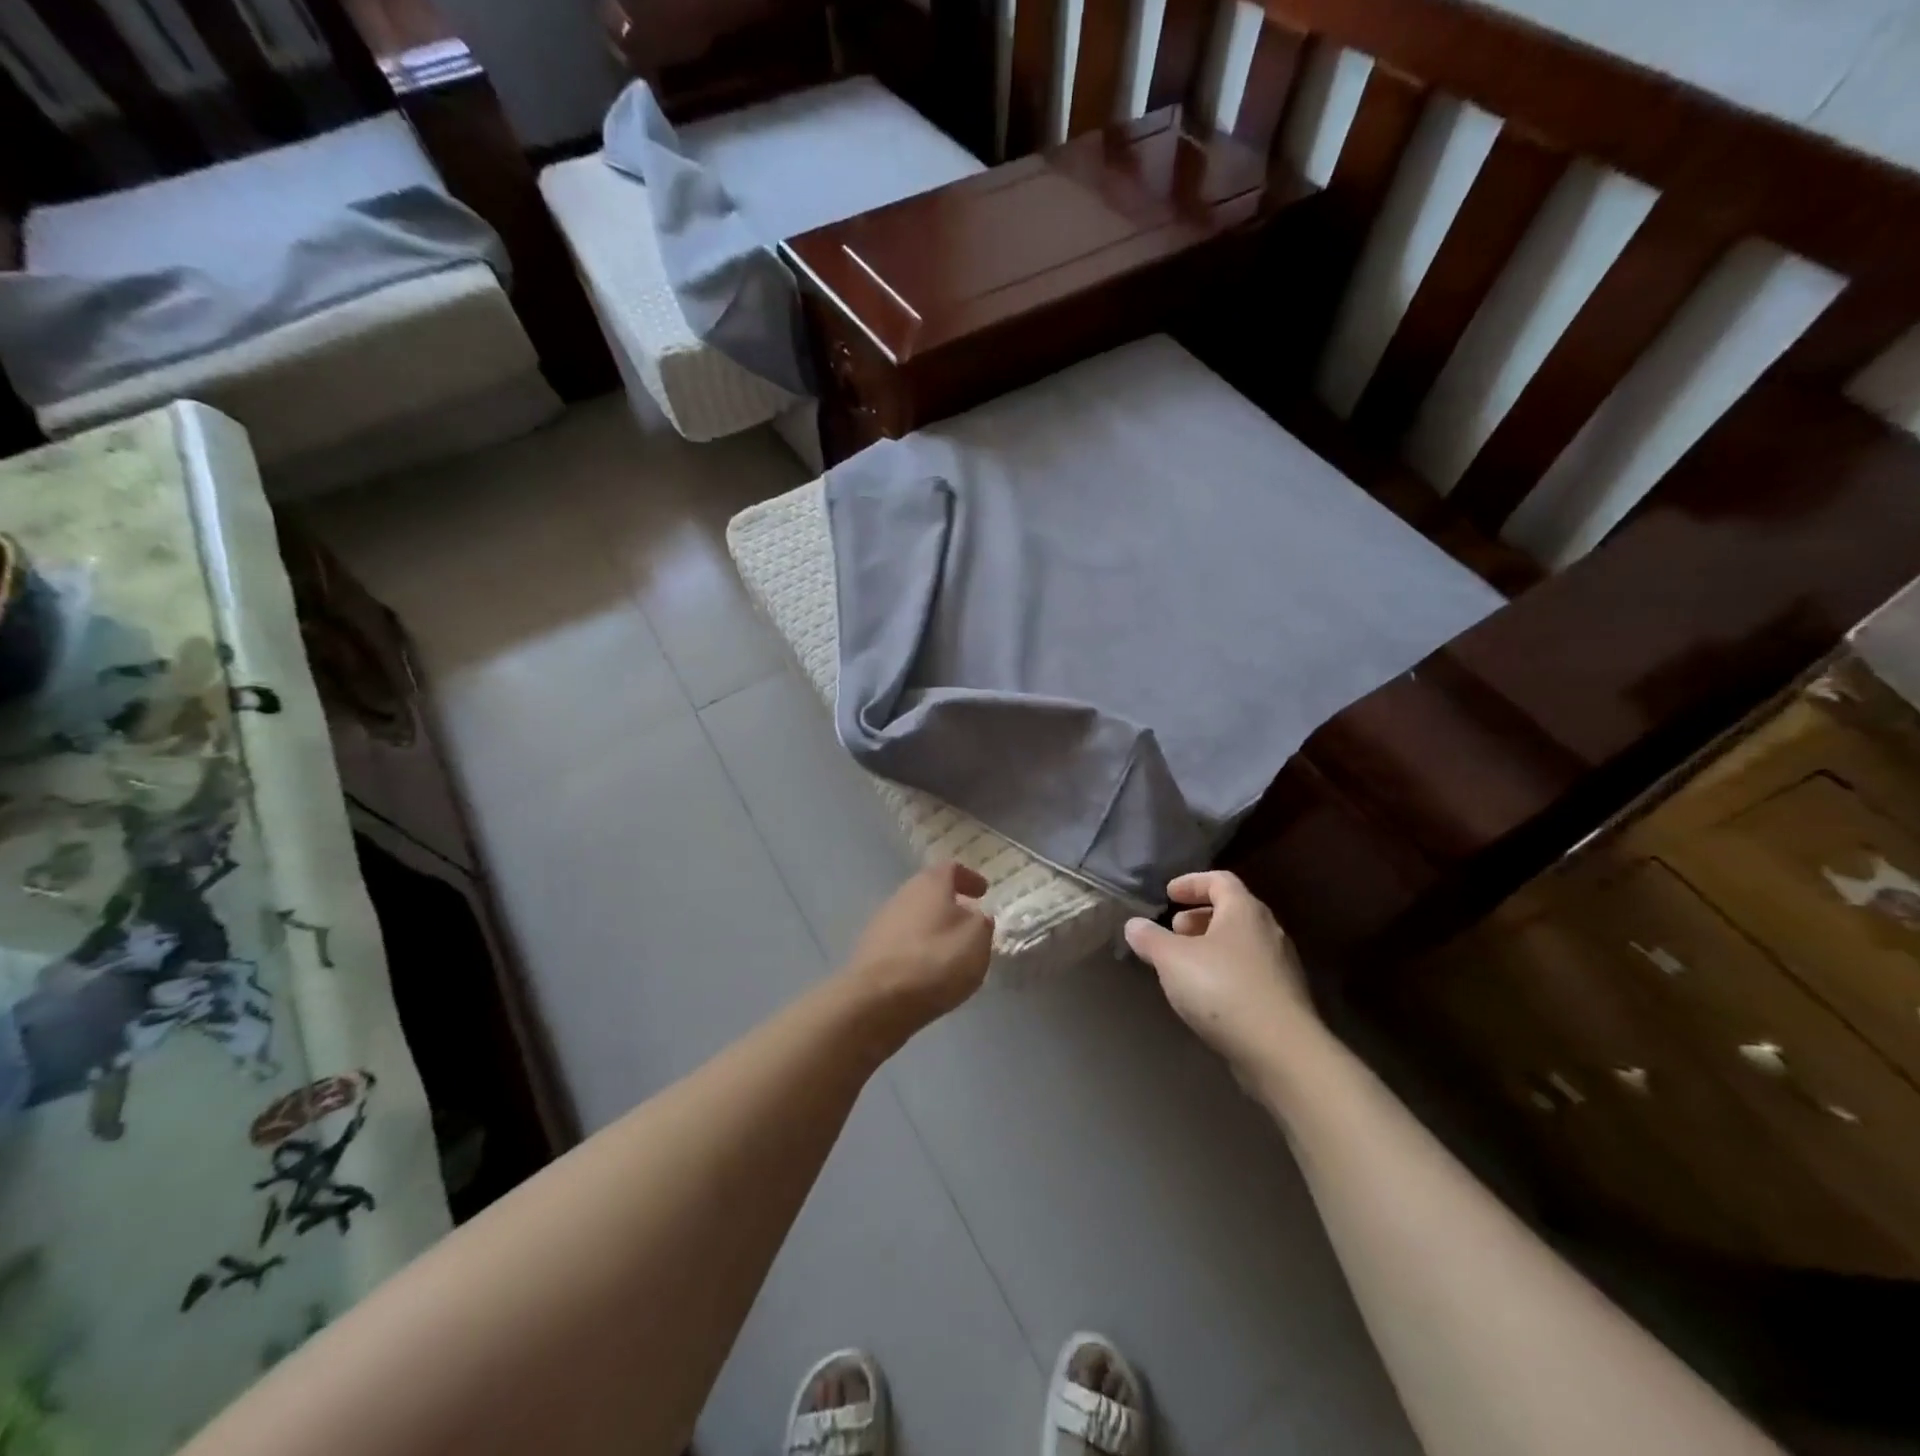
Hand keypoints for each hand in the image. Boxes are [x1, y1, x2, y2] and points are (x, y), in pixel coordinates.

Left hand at [844, 863, 994, 1033]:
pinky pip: (902, 941)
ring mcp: (882, 921)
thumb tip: (976, 916)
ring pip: (915, 916)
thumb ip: (982, 922)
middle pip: (929, 891)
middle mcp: (903, 894)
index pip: (952, 869)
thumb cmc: (935, 961)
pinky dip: (917, 947)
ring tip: (950, 948)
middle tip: (969, 920)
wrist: (877, 1000)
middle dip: (950, 903)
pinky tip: (927, 968)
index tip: (983, 892)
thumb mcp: (977, 939)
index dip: (969, 878)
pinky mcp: (870, 950)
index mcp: (930, 883)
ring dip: (933, 926)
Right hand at [1124, 871, 1316, 1073]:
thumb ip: (1150, 939)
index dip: (1192, 883)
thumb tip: (1134, 925)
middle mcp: (1268, 931)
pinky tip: (1206, 995)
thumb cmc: (1223, 989)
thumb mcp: (1172, 960)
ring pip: (1240, 943)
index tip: (1169, 893)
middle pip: (1232, 911)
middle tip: (1174, 931)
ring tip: (1184, 965)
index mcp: (1244, 911)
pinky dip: (1224, 972)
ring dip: (1210, 946)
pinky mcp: (1284, 998)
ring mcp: (1280, 966)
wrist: (1281, 1051)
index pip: (1220, 880)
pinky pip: (1249, 971)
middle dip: (1199, 917)